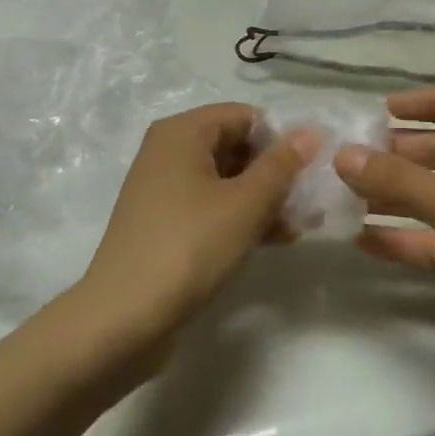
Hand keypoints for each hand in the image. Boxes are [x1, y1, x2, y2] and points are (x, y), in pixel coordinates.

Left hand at [78, 103, 312, 348]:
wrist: (122, 319)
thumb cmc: (189, 247)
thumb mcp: (245, 204)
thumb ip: (281, 165)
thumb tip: (311, 131)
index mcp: (182, 132)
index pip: (244, 115)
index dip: (280, 138)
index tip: (309, 169)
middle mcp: (169, 150)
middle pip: (235, 145)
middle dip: (275, 171)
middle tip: (309, 201)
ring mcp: (164, 188)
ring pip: (226, 179)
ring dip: (264, 198)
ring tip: (301, 224)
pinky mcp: (164, 222)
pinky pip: (211, 205)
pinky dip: (241, 216)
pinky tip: (276, 239)